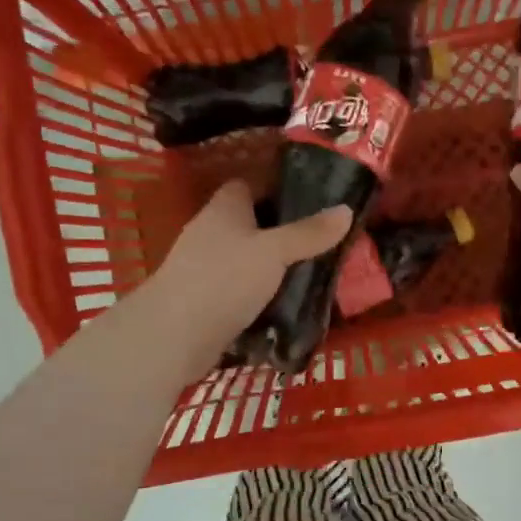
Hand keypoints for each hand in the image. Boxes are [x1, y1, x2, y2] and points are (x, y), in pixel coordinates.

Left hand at [136, 180, 351, 374]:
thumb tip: (346, 209)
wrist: (174, 335)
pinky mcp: (206, 300)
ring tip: (313, 273)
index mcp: (224, 209)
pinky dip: (261, 295)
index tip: (312, 200)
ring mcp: (205, 268)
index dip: (277, 189)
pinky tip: (287, 304)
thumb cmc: (224, 279)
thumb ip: (310, 233)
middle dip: (282, 232)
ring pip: (247, 259)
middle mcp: (211, 232)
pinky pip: (241, 290)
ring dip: (273, 267)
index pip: (249, 185)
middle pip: (251, 224)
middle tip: (322, 242)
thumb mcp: (274, 252)